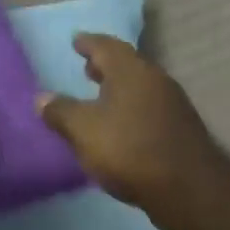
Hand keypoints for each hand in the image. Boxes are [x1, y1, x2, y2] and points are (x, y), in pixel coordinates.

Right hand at [36, 34, 225, 228]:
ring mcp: (173, 104)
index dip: (89, 43)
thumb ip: (61, 112)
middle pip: (127, 65)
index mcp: (131, 71)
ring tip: (100, 98)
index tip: (76, 41)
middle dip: (106, 66)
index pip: (106, 46)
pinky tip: (122, 126)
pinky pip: (150, 108)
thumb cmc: (130, 150)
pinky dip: (132, 108)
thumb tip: (41, 97)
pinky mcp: (181, 128)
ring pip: (141, 87)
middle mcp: (156, 79)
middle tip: (87, 68)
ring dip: (120, 88)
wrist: (188, 188)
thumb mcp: (84, 131)